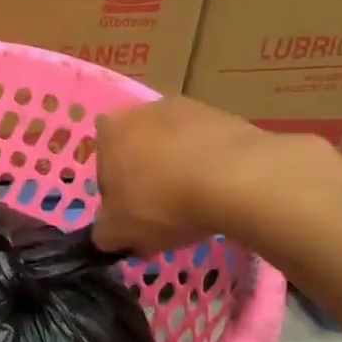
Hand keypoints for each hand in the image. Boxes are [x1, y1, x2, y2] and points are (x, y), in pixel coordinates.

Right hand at [93, 98, 341, 255]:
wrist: (237, 180)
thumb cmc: (162, 203)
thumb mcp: (118, 232)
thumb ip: (105, 232)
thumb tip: (109, 233)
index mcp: (109, 131)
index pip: (104, 168)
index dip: (118, 197)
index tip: (136, 219)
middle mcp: (142, 110)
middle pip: (139, 152)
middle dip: (148, 179)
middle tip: (165, 213)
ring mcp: (186, 108)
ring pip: (174, 147)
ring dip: (180, 170)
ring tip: (199, 205)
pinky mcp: (224, 116)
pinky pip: (207, 147)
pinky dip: (210, 166)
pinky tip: (222, 192)